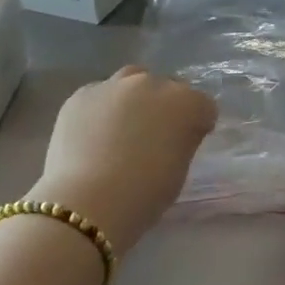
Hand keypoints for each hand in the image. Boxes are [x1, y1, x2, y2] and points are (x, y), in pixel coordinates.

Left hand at [26, 67, 216, 257]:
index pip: (203, 105)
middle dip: (165, 108)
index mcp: (185, 102)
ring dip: (134, 98)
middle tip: (153, 137)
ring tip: (122, 128)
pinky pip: (99, 94)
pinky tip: (93, 134)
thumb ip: (183, 140)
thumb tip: (177, 133)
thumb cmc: (144, 194)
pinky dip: (101, 109)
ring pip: (132, 81)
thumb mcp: (179, 170)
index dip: (197, 125)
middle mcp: (152, 83)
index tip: (187, 144)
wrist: (87, 204)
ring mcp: (114, 85)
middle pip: (167, 88)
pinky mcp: (82, 94)